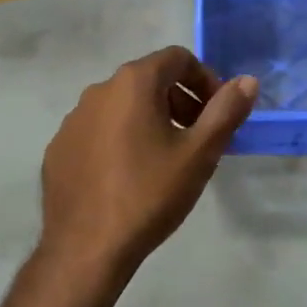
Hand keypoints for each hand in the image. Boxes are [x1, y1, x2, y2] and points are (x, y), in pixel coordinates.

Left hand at [37, 46, 256, 296]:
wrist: (87, 248)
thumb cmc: (149, 194)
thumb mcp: (199, 154)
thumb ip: (225, 111)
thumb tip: (247, 81)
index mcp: (132, 83)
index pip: (177, 58)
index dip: (205, 80)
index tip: (217, 114)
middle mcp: (97, 91)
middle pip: (148, 80)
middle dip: (180, 101)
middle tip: (198, 138)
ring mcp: (72, 120)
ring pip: (121, 107)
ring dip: (149, 120)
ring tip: (165, 160)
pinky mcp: (59, 149)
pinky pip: (97, 132)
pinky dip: (119, 141)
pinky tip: (128, 178)